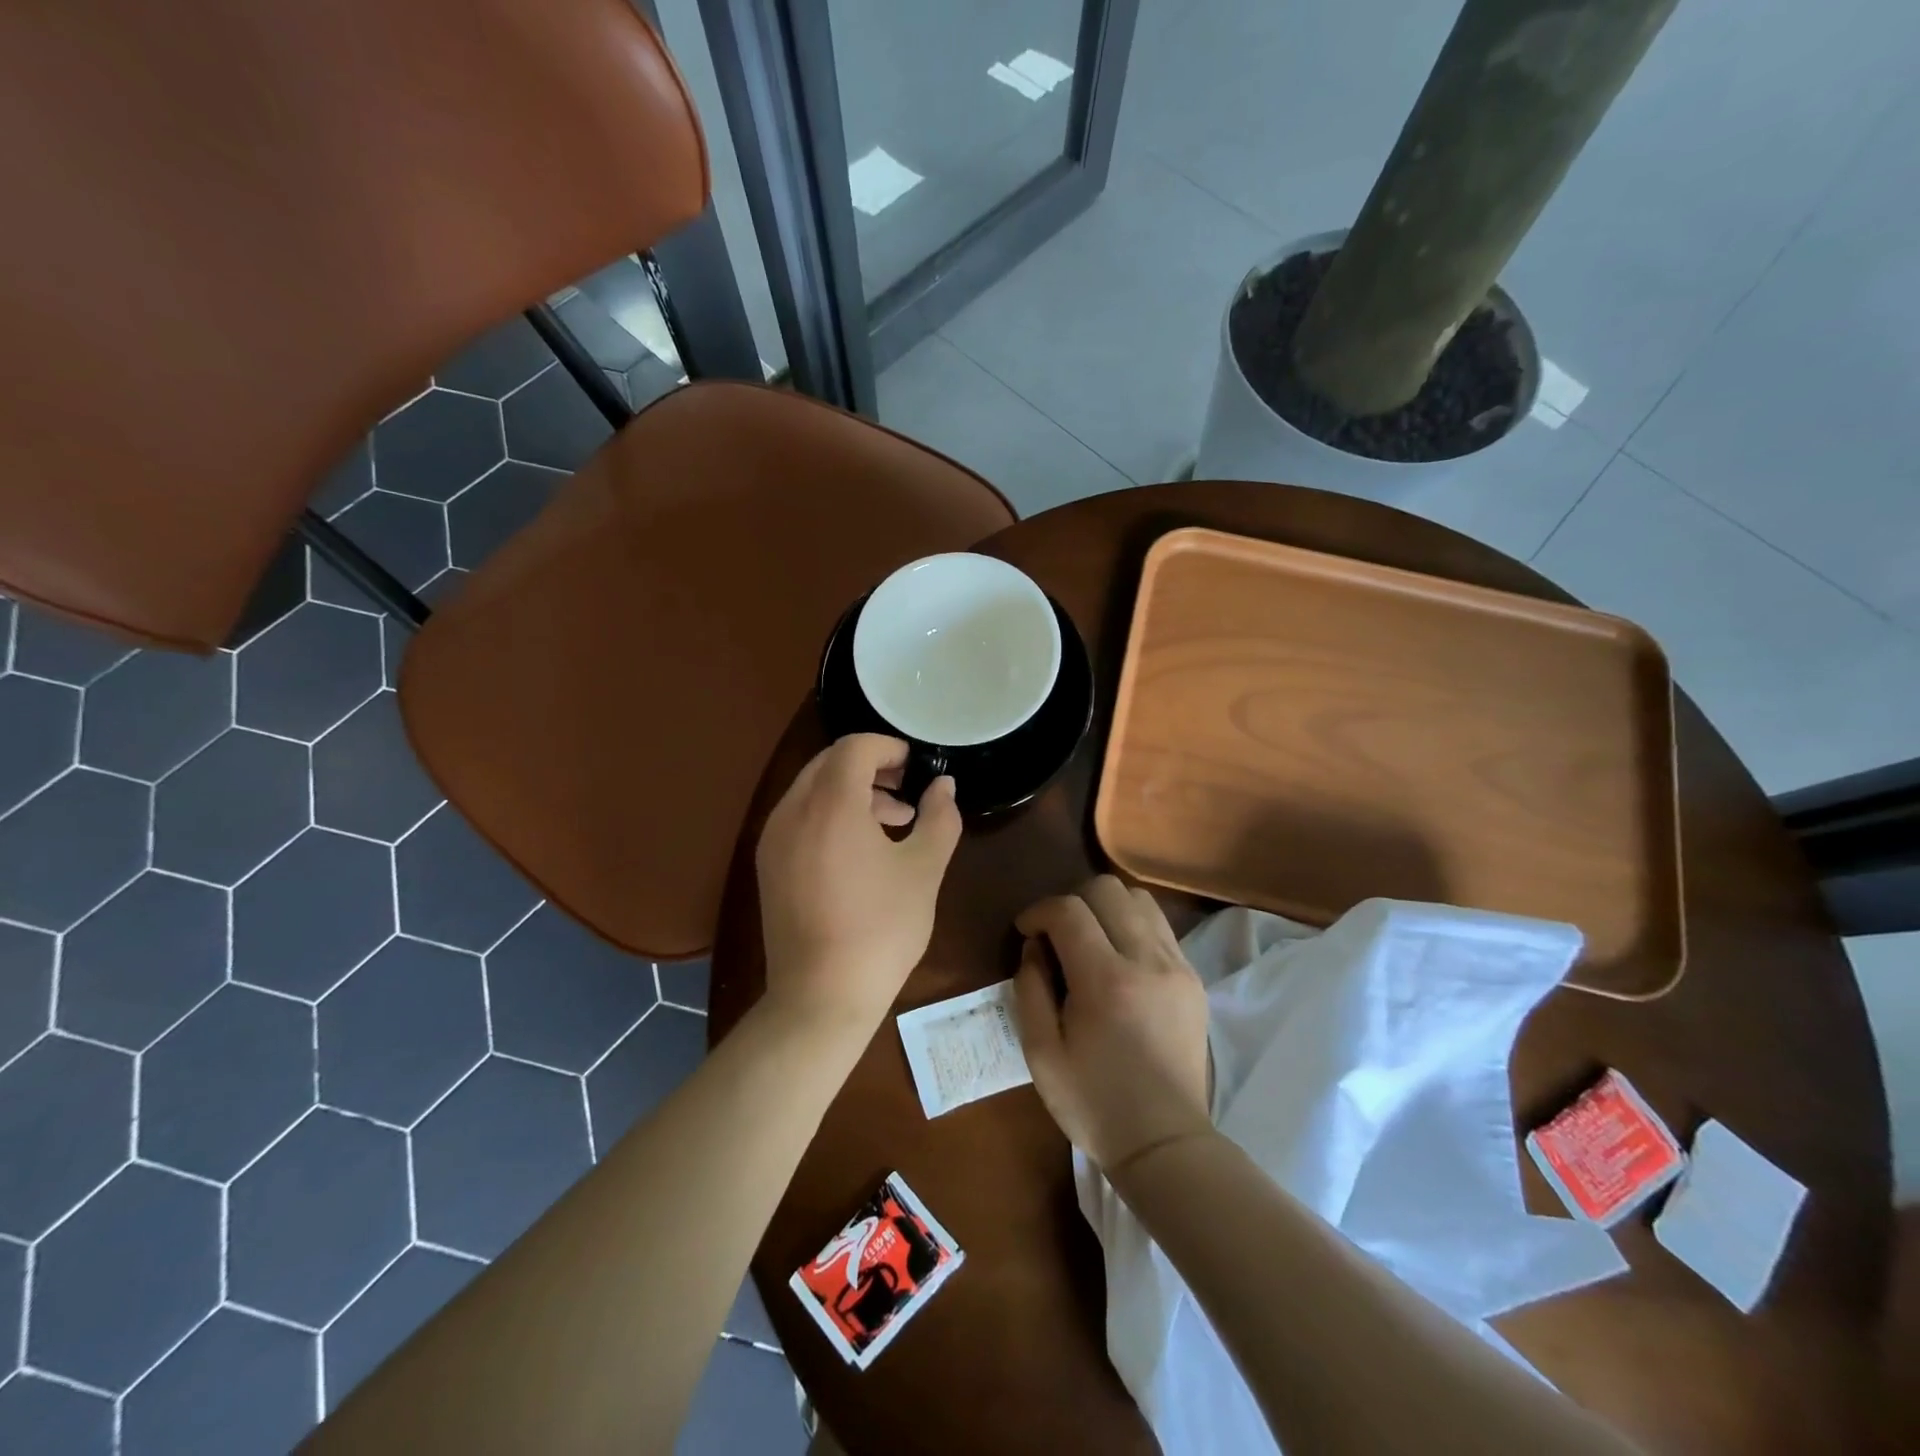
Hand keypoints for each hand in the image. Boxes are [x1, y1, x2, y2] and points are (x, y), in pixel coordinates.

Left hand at [756, 735, 962, 1034]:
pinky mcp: (768, 864)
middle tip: (907, 791)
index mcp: (830, 804)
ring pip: (812, 790)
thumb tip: (944, 785)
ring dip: (852, 792)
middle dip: (871, 768)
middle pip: (829, 763)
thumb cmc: (881, 928)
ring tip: (893, 823)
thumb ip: (939, 816)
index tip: (916, 767)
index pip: (855, 747)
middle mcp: (792, 810)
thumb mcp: (924, 870)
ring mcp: (773, 838)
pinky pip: (799, 817)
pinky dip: (830, 815)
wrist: (821, 997)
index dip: (889, 747)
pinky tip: (860, 851)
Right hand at [1013, 876, 1211, 1171]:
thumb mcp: (1041, 1054)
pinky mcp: (1194, 978)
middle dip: (1072, 900)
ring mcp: (1177, 967)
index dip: (1039, 911)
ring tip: (1090, 940)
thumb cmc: (1093, 1103)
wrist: (1165, 1143)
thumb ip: (1030, 989)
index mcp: (1106, 982)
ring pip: (1139, 899)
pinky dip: (1132, 926)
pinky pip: (1160, 926)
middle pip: (1107, 889)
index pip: (1069, 910)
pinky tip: (1119, 959)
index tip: (1026, 931)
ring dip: (1106, 908)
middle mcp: (1147, 961)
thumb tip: (1034, 947)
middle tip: (1057, 934)